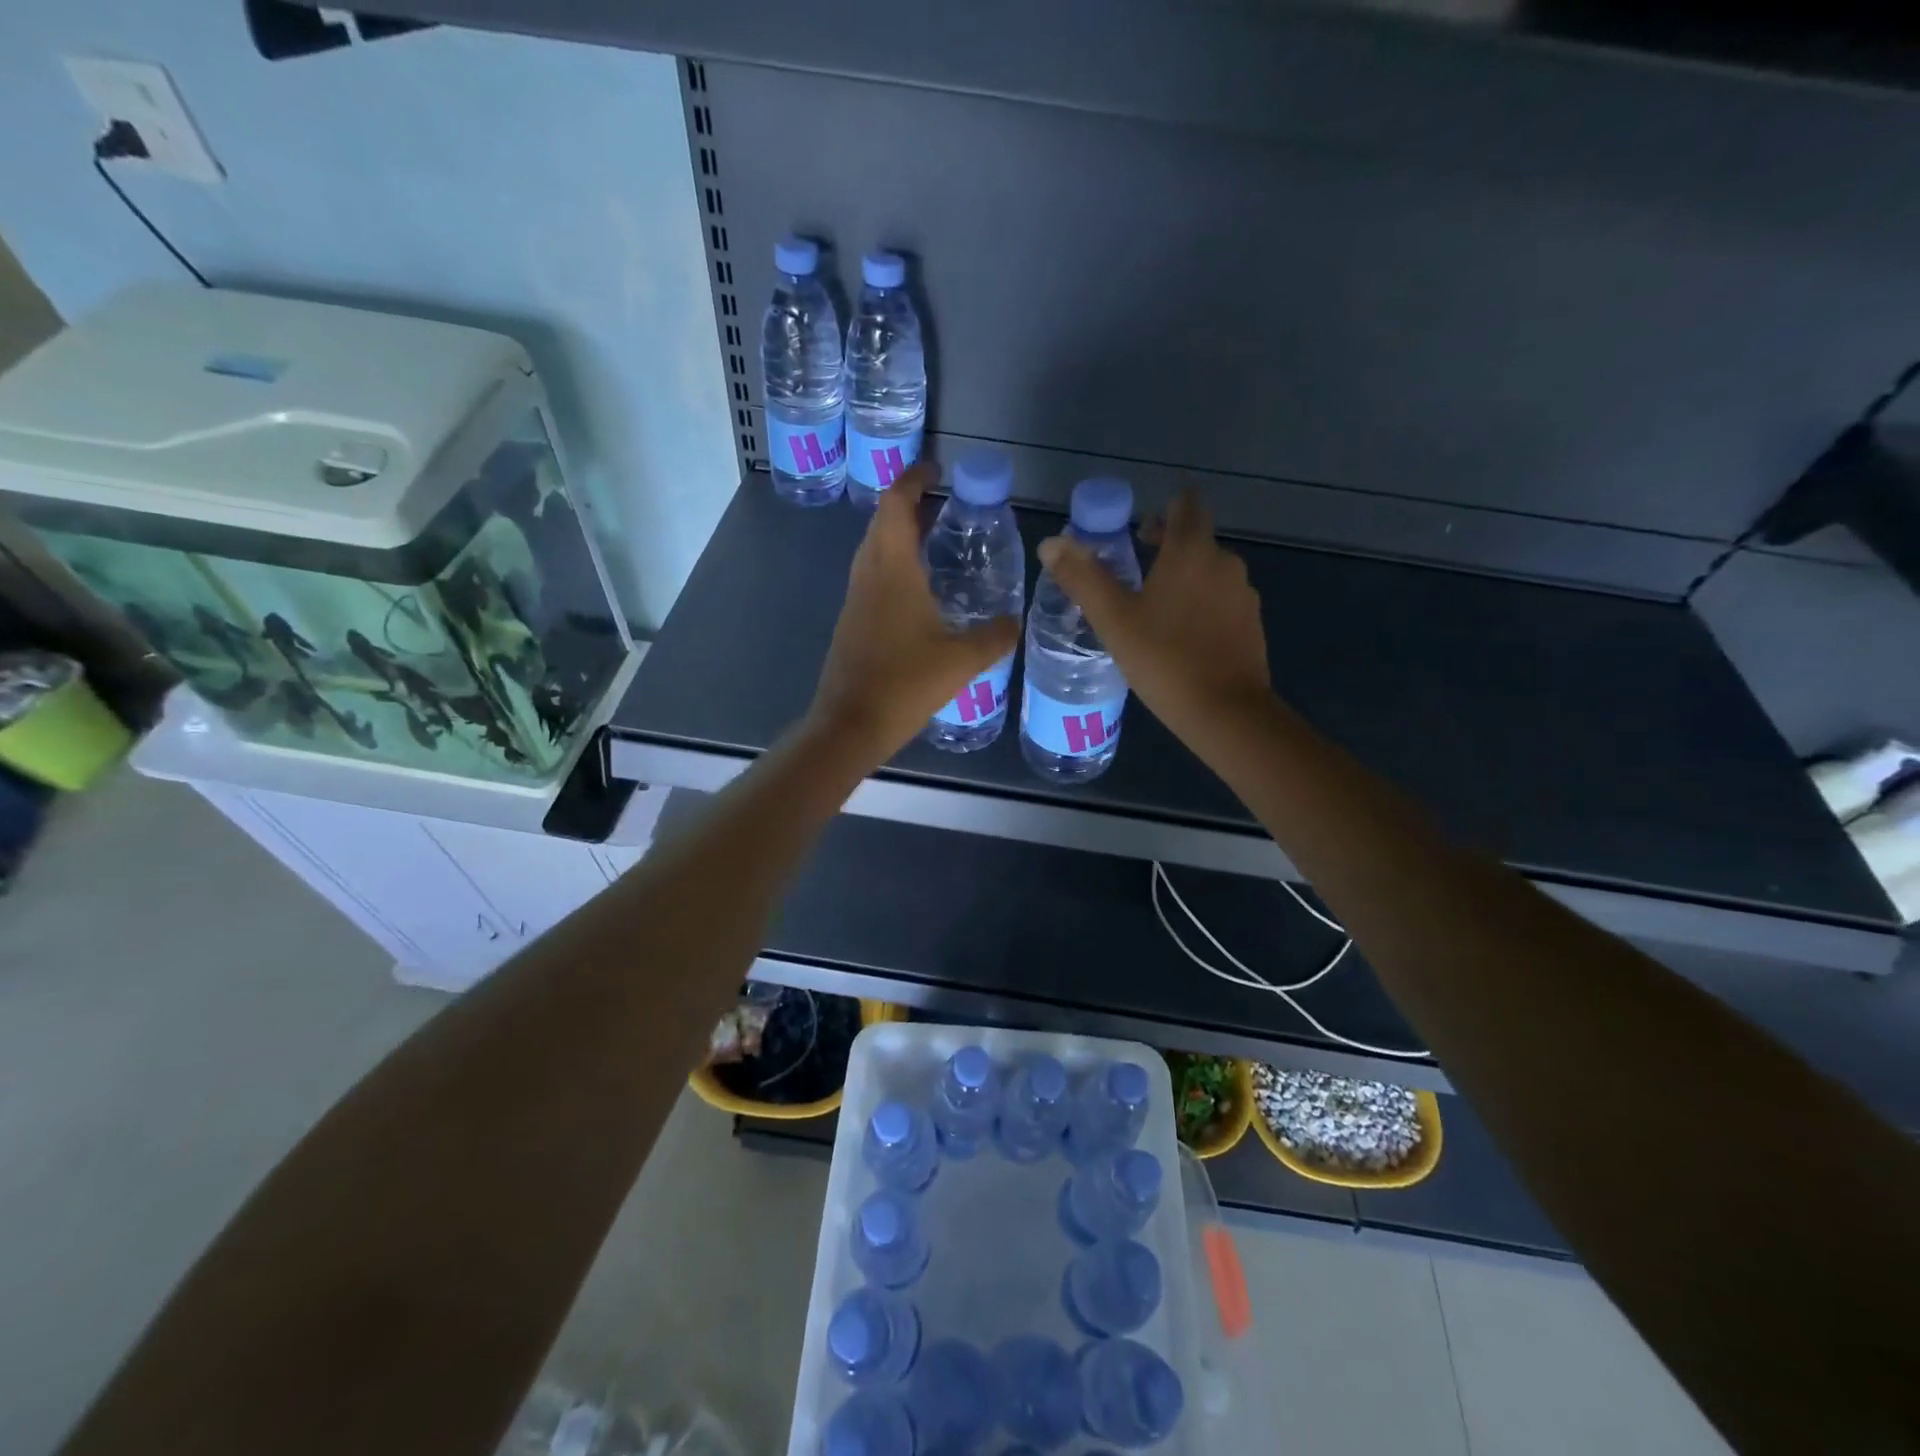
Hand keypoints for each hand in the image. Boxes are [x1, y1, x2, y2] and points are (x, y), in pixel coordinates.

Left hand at [809, 463, 1021, 763]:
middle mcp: (868, 575)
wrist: (849, 725)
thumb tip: (1015, 622)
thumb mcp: (962, 660)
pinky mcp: (852, 623)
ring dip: (900, 535)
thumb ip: (994, 636)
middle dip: (910, 504)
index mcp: (892, 570)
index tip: (936, 468)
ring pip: (874, 550)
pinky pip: (873, 577)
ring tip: (937, 541)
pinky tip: (920, 592)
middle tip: (946, 505)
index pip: (896, 504)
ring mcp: (855, 599)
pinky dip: (895, 566)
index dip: (913, 478)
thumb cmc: (904, 684)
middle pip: (882, 522)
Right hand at [1037, 489, 1270, 742]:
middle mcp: (1225, 562)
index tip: (1140, 528)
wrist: (1225, 711)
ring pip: (1209, 572)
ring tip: (1153, 607)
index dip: (1164, 508)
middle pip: (1197, 538)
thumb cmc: (1163, 658)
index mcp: (1192, 551)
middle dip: (1167, 545)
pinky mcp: (1251, 625)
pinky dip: (1200, 605)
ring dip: (1183, 578)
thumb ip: (1082, 577)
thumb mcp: (1113, 619)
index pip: (1186, 504)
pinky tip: (1180, 636)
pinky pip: (1221, 601)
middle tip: (1134, 568)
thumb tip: (1051, 543)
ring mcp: (1243, 595)